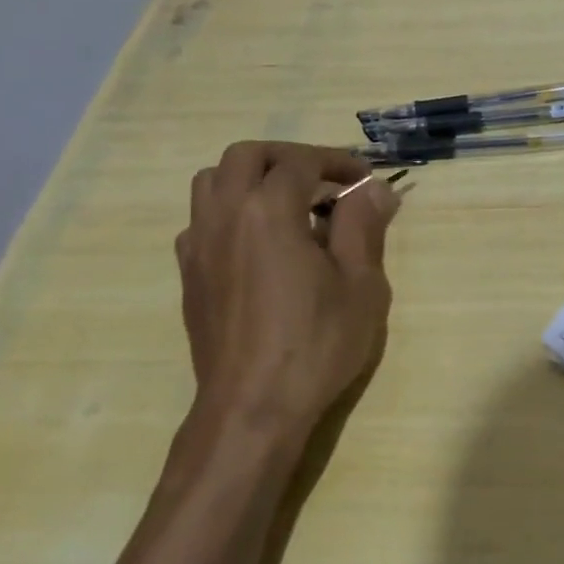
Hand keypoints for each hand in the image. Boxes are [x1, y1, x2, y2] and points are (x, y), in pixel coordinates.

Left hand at [175, 142, 396, 453]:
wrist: (253, 407)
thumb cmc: (317, 343)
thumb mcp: (361, 284)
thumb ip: (364, 226)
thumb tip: (374, 189)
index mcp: (267, 211)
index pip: (300, 162)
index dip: (337, 162)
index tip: (365, 179)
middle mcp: (224, 216)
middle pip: (246, 156)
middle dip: (288, 157)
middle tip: (325, 180)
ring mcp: (198, 246)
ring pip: (212, 182)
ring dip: (252, 178)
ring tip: (289, 205)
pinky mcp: (189, 275)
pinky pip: (202, 220)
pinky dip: (231, 212)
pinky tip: (260, 244)